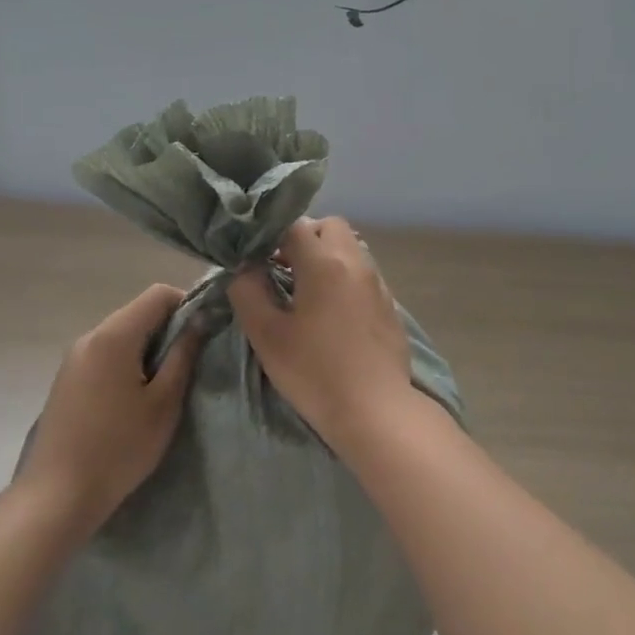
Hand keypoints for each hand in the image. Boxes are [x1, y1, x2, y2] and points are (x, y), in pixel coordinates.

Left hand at [19, 283, 201, 531]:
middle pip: (138, 312)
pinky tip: (134, 398)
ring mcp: (74, 358)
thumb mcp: (164, 403)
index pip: (158, 294)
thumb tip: (200, 320)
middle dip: (168, 328)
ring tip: (164, 384)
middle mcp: (90, 337)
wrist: (57, 496)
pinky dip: (127, 362)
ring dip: (148, 347)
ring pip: (122, 334)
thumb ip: (184, 355)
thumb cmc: (119, 448)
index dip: (187, 305)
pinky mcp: (67, 379)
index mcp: (114, 336)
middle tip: (189, 363)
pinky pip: (105, 354)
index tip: (204, 334)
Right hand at [226, 216, 413, 449]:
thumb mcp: (267, 335)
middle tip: (283, 269)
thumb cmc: (314, 372)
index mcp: (324, 263)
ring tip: (306, 292)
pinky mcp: (389, 305)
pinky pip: (363, 273)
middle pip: (329, 226)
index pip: (294, 225)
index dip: (270, 235)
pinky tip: (332, 313)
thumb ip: (248, 292)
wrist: (375, 409)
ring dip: (326, 257)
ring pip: (350, 247)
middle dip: (304, 238)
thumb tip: (244, 268)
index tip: (256, 258)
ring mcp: (377, 283)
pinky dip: (344, 278)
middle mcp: (355, 262)